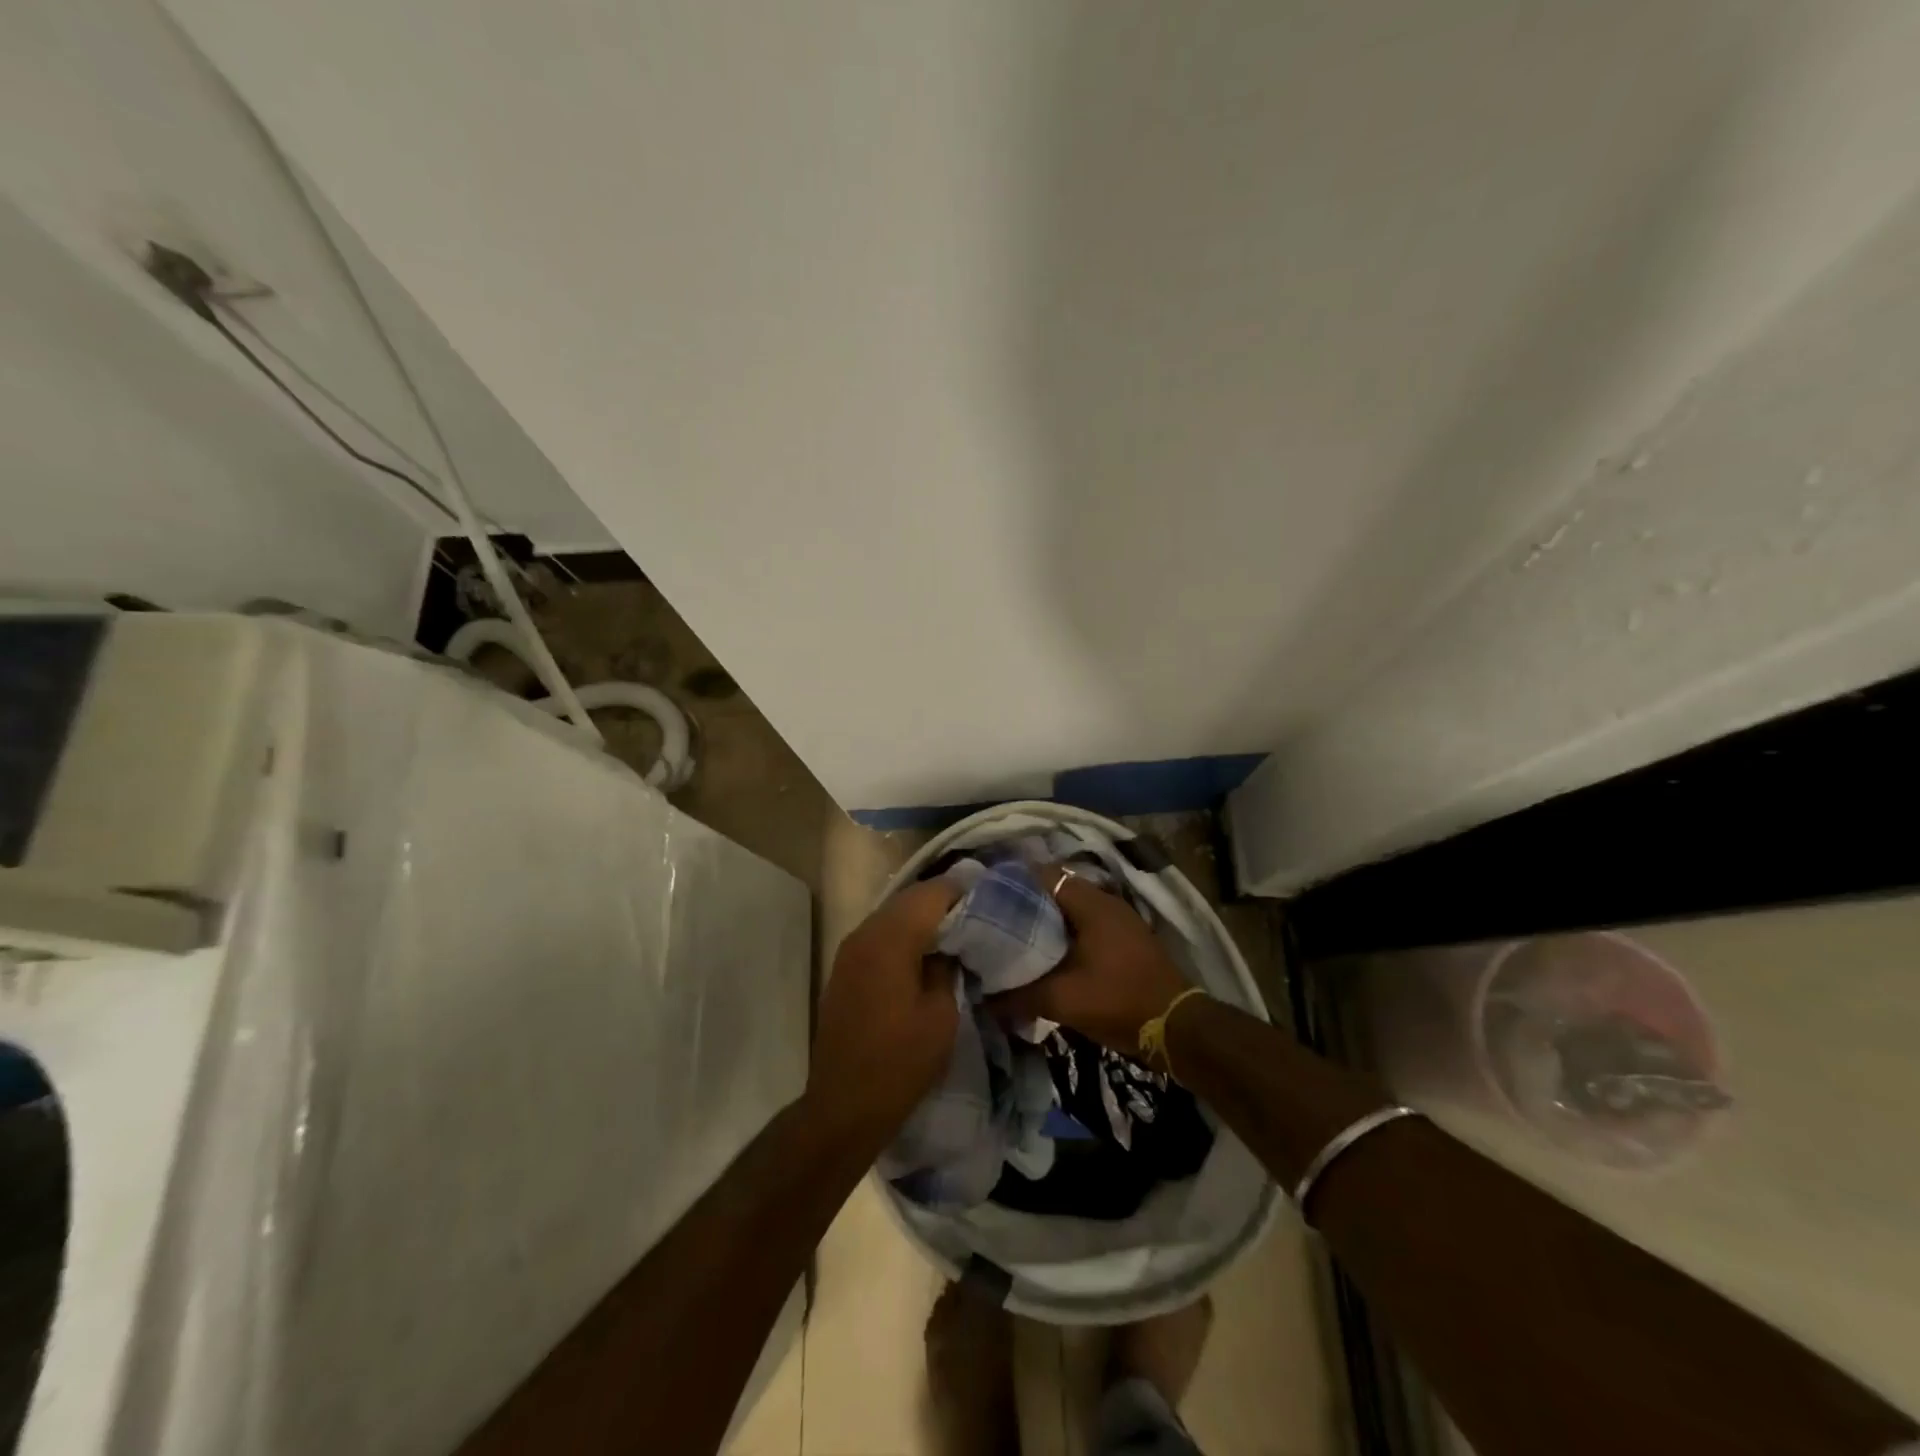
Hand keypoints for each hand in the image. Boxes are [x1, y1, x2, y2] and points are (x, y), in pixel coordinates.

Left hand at [807, 879, 962, 1142]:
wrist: (844, 1105)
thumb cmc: (900, 1062)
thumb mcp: (941, 1015)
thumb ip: (947, 968)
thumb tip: (950, 947)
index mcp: (890, 940)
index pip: (931, 894)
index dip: (963, 891)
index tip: (990, 898)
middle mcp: (865, 933)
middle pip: (909, 899)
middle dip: (943, 902)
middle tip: (978, 914)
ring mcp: (849, 950)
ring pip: (893, 915)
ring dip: (923, 918)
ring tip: (957, 933)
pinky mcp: (845, 968)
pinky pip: (880, 935)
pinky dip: (905, 935)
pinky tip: (926, 954)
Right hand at [985, 868, 1190, 1054]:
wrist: (1177, 1028)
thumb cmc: (1119, 1001)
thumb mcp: (1063, 1001)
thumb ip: (1019, 996)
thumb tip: (984, 1000)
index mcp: (1091, 903)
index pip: (1042, 876)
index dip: (1012, 884)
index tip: (986, 899)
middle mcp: (1106, 902)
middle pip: (1055, 892)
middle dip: (1025, 905)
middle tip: (994, 922)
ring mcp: (1119, 920)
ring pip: (1071, 911)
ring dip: (1045, 922)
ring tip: (1014, 939)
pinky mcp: (1126, 940)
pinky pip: (1086, 926)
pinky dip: (1065, 935)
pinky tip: (1047, 957)